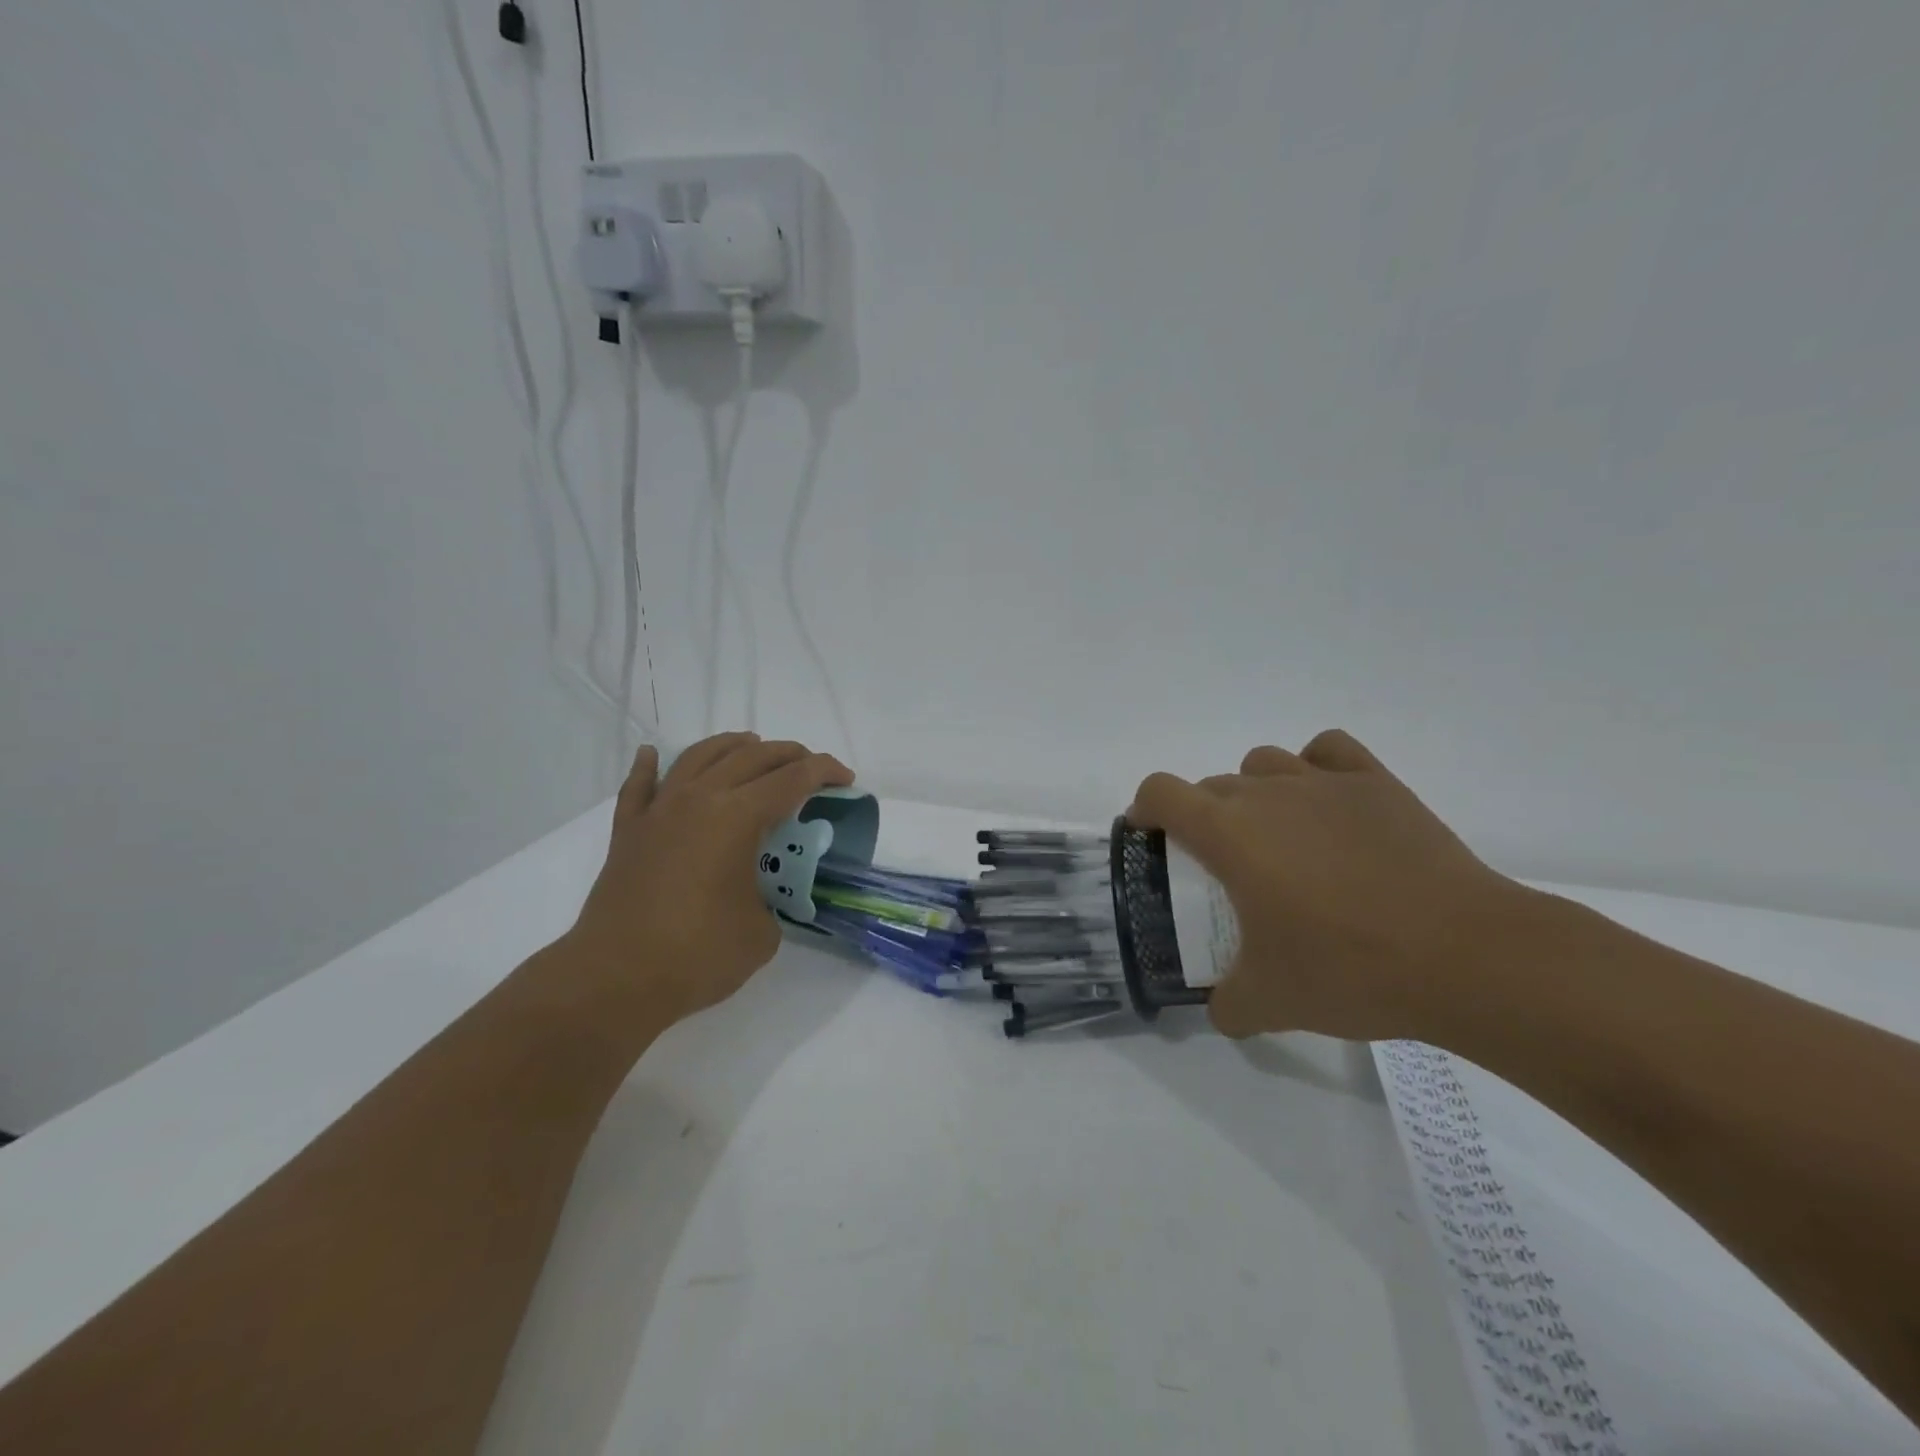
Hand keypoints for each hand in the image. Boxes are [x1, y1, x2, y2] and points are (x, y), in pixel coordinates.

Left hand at [565, 732, 853, 1027]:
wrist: (614, 979)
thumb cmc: (697, 954)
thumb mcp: (761, 932)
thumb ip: (769, 901)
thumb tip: (756, 898)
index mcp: (737, 817)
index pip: (792, 779)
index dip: (824, 772)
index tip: (845, 779)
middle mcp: (698, 799)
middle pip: (751, 757)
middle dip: (788, 754)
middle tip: (810, 767)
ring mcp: (658, 811)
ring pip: (699, 757)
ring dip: (731, 745)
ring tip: (750, 745)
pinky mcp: (628, 832)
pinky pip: (639, 786)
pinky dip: (649, 765)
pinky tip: (653, 754)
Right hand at [1127, 730, 1529, 1042]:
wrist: (1466, 956)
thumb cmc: (1350, 970)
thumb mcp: (1270, 1002)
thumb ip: (1227, 1004)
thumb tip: (1222, 1008)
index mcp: (1228, 833)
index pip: (1161, 792)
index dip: (1145, 809)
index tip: (1151, 838)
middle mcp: (1268, 793)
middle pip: (1212, 784)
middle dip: (1202, 817)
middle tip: (1224, 869)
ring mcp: (1325, 782)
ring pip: (1264, 762)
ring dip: (1253, 791)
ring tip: (1277, 836)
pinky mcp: (1377, 784)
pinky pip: (1327, 751)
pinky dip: (1313, 766)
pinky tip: (1326, 803)